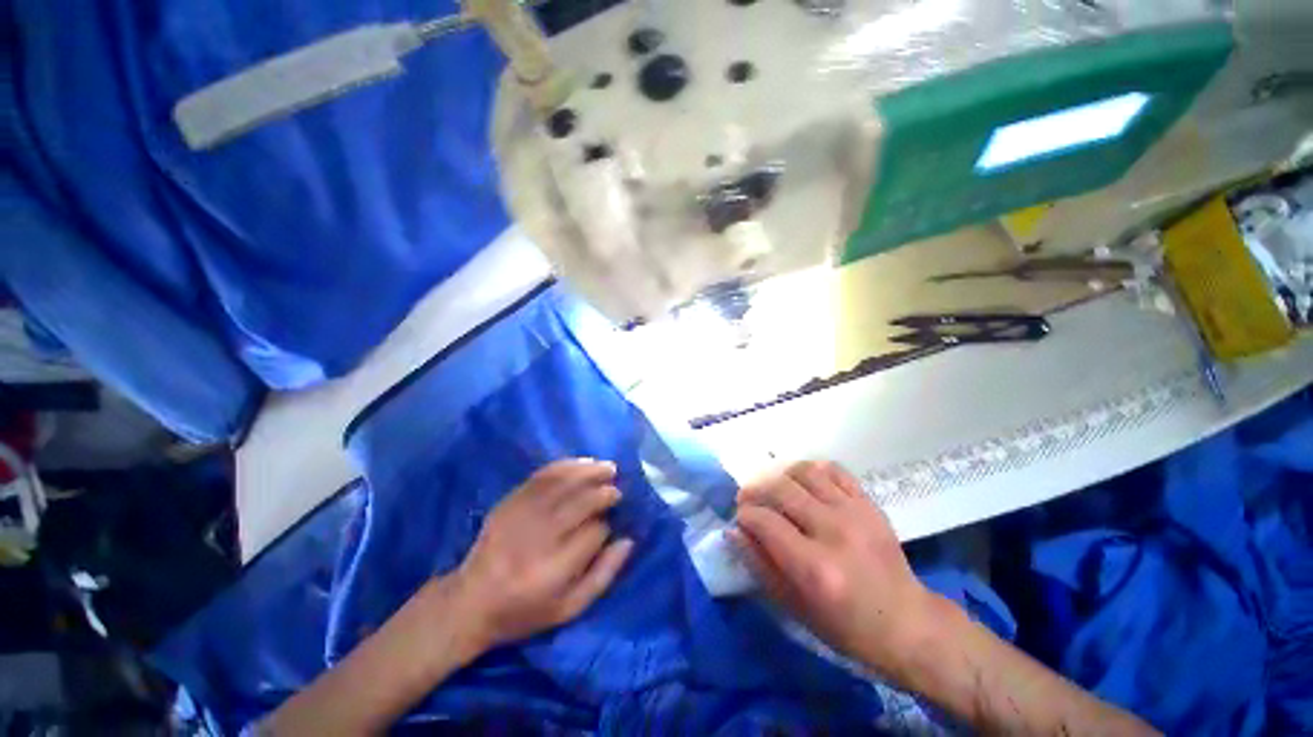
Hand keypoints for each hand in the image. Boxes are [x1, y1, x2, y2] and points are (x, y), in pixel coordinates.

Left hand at [450, 459, 633, 651]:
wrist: (470, 601)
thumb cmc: (525, 610)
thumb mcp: (568, 609)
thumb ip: (603, 576)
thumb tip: (628, 541)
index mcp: (554, 570)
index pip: (594, 534)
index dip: (606, 526)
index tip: (609, 526)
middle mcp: (539, 538)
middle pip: (581, 503)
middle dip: (604, 493)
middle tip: (617, 490)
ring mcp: (522, 515)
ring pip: (564, 483)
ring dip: (591, 472)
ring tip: (608, 468)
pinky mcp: (510, 501)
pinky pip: (543, 475)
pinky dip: (567, 466)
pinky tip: (583, 463)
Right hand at [731, 461, 932, 673]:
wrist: (908, 623)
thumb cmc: (846, 627)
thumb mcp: (795, 608)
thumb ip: (760, 565)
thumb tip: (735, 531)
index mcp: (814, 567)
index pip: (764, 521)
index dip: (745, 516)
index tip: (741, 520)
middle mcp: (833, 531)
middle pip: (780, 489)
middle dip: (755, 491)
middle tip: (748, 500)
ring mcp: (855, 513)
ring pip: (804, 472)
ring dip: (780, 476)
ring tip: (774, 489)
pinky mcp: (869, 504)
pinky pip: (833, 470)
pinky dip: (812, 470)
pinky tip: (804, 483)